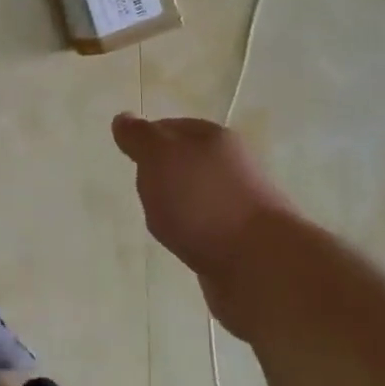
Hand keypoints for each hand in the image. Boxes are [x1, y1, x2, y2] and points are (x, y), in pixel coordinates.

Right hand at [111, 114, 298, 334]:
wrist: (261, 266)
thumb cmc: (203, 201)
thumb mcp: (159, 156)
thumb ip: (139, 137)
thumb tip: (123, 118)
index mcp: (213, 137)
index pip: (168, 127)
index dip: (145, 142)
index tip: (131, 162)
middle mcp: (230, 164)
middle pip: (182, 163)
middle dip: (160, 178)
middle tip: (145, 194)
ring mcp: (239, 203)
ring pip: (194, 197)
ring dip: (176, 208)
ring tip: (164, 224)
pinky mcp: (242, 239)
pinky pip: (205, 228)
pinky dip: (191, 234)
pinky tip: (185, 245)